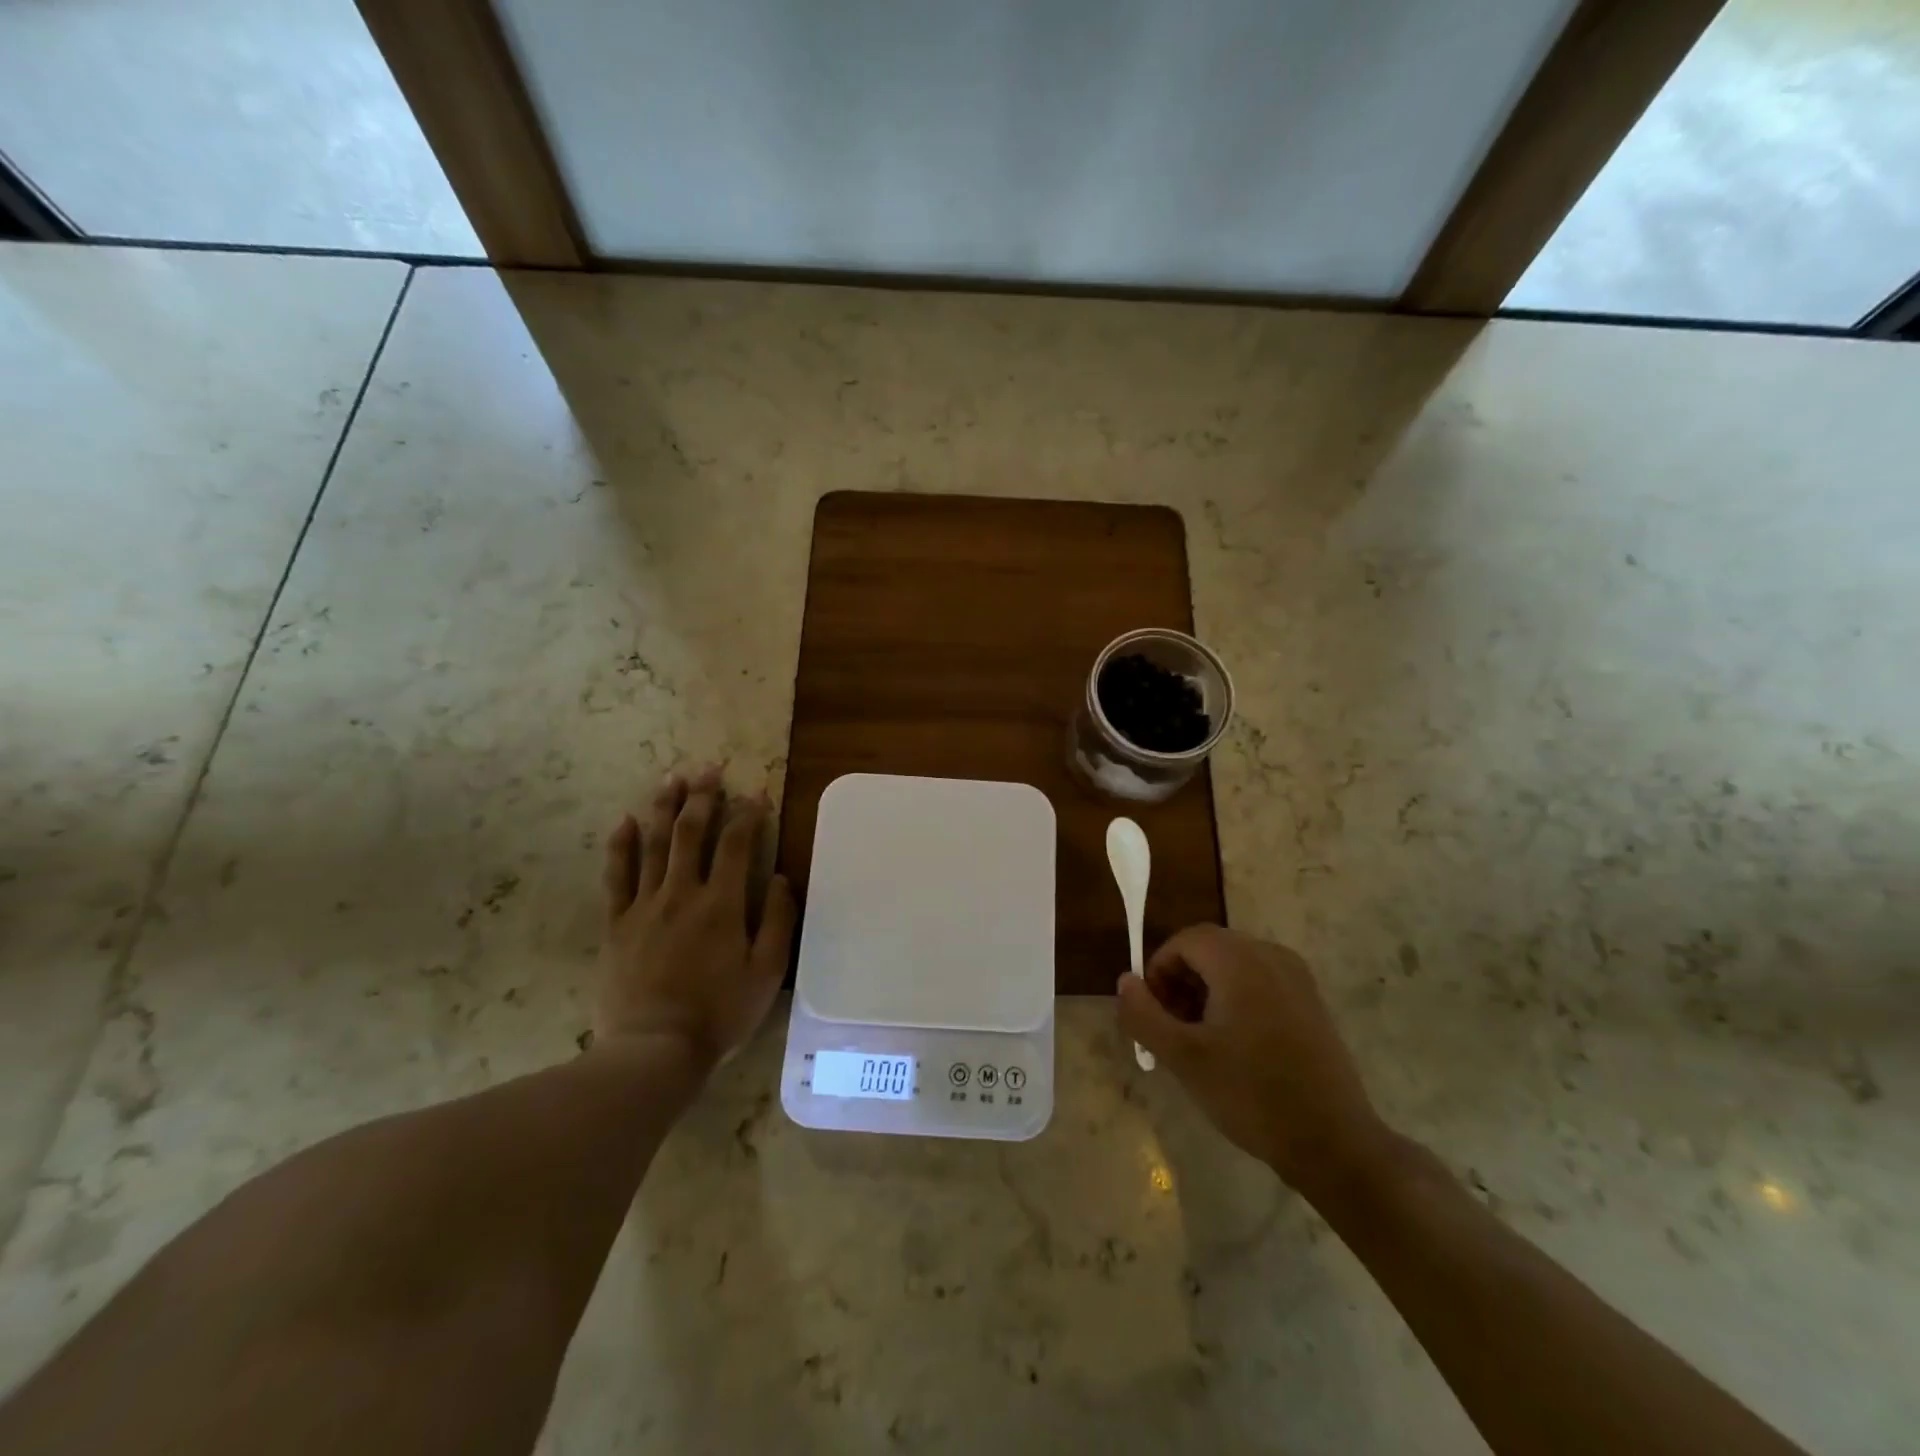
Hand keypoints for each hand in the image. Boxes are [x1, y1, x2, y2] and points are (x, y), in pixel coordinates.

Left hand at [595, 767, 796, 1070]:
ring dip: (665, 808)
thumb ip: (778, 922)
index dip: (748, 815)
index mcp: (722, 904)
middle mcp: (683, 893)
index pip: (738, 845)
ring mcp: (645, 906)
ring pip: (655, 845)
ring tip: (672, 779)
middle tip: (708, 769)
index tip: (756, 793)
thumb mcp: (766, 973)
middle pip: (692, 833)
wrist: (652, 1050)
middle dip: (703, 797)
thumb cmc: (718, 1014)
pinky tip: (625, 821)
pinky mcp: (617, 924)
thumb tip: (780, 879)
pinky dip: (621, 846)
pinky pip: (617, 877)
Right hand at [1117, 924, 1385, 1192]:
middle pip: (1209, 948)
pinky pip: (1260, 981)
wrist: (1334, 1143)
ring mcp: (1297, 978)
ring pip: (1234, 965)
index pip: (1184, 940)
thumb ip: (1144, 1014)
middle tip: (1172, 1028)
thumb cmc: (1252, 1095)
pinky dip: (1236, 998)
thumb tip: (1125, 981)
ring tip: (1201, 1040)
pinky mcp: (1311, 1001)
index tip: (1153, 1012)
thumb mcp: (1183, 1058)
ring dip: (1207, 990)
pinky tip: (1236, 1045)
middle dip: (1181, 980)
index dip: (1159, 969)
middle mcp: (1271, 956)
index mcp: (1240, 962)